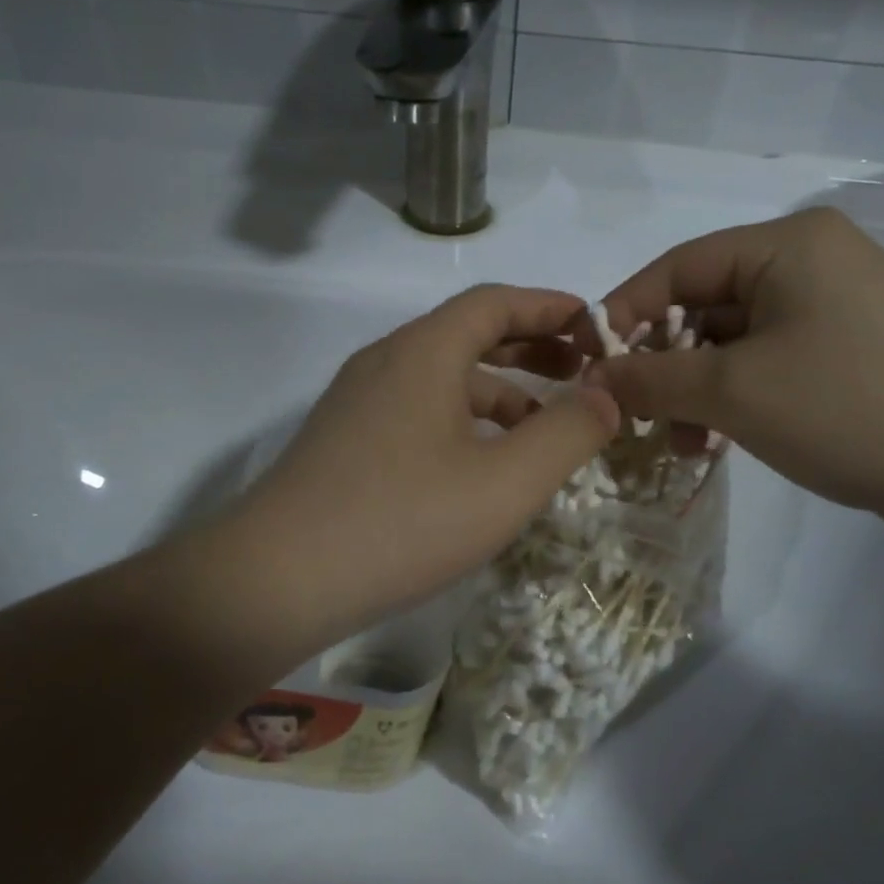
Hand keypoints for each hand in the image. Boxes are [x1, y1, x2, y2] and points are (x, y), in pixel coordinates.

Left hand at [213, 285, 618, 651]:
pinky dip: (462, 421)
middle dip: (530, 349)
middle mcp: (387, 362)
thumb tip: (607, 395)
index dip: (550, 307)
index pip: (495, 302)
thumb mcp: (506, 482)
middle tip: (582, 372)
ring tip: (542, 428)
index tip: (595, 326)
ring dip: (498, 391)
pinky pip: (417, 411)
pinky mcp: (344, 442)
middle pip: (468, 334)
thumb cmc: (402, 521)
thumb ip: (567, 433)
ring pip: (442, 378)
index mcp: (423, 351)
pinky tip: (482, 465)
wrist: (276, 581)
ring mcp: (358, 402)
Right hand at [584, 207, 883, 532]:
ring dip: (699, 389)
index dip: (625, 314)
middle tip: (638, 415)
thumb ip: (652, 378)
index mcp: (786, 245)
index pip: (677, 267)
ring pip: (737, 340)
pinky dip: (739, 397)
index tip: (591, 365)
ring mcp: (838, 306)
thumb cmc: (851, 407)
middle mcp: (812, 261)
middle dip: (665, 364)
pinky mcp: (854, 349)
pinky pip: (772, 361)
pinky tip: (724, 440)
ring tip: (683, 442)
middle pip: (706, 304)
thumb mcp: (735, 392)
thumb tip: (595, 376)